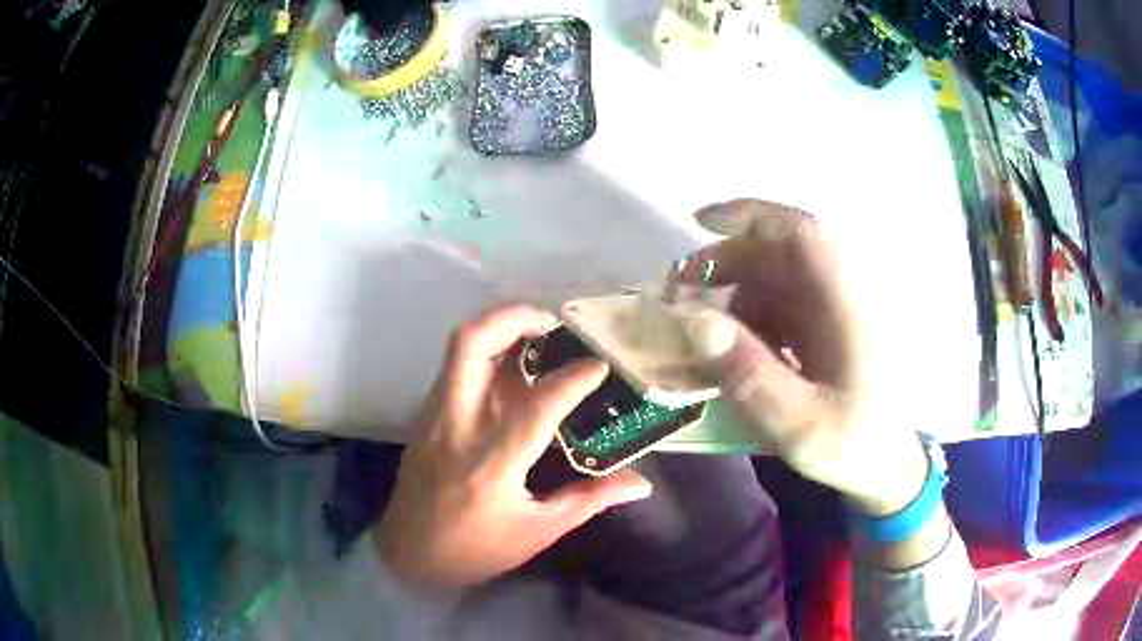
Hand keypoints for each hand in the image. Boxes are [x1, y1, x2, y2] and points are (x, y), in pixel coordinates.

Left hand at [374, 305, 652, 590]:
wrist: (408, 553)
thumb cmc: (475, 549)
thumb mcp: (538, 532)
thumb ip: (589, 499)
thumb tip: (641, 482)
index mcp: (493, 461)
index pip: (537, 404)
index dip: (573, 378)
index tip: (600, 366)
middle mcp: (458, 425)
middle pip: (473, 344)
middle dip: (513, 317)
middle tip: (551, 321)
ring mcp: (435, 415)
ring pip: (459, 348)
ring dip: (497, 328)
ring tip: (536, 335)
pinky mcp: (425, 415)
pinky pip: (455, 366)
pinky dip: (484, 352)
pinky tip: (510, 370)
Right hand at [678, 200, 926, 515]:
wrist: (886, 466)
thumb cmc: (854, 445)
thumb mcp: (801, 425)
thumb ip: (751, 376)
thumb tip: (696, 322)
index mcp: (845, 305)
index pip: (801, 234)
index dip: (752, 216)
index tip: (700, 222)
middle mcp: (838, 296)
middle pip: (779, 253)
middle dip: (726, 260)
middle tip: (679, 288)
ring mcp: (831, 313)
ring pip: (774, 279)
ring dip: (732, 289)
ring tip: (694, 322)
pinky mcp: (822, 332)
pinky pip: (778, 307)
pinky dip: (746, 316)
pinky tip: (727, 346)